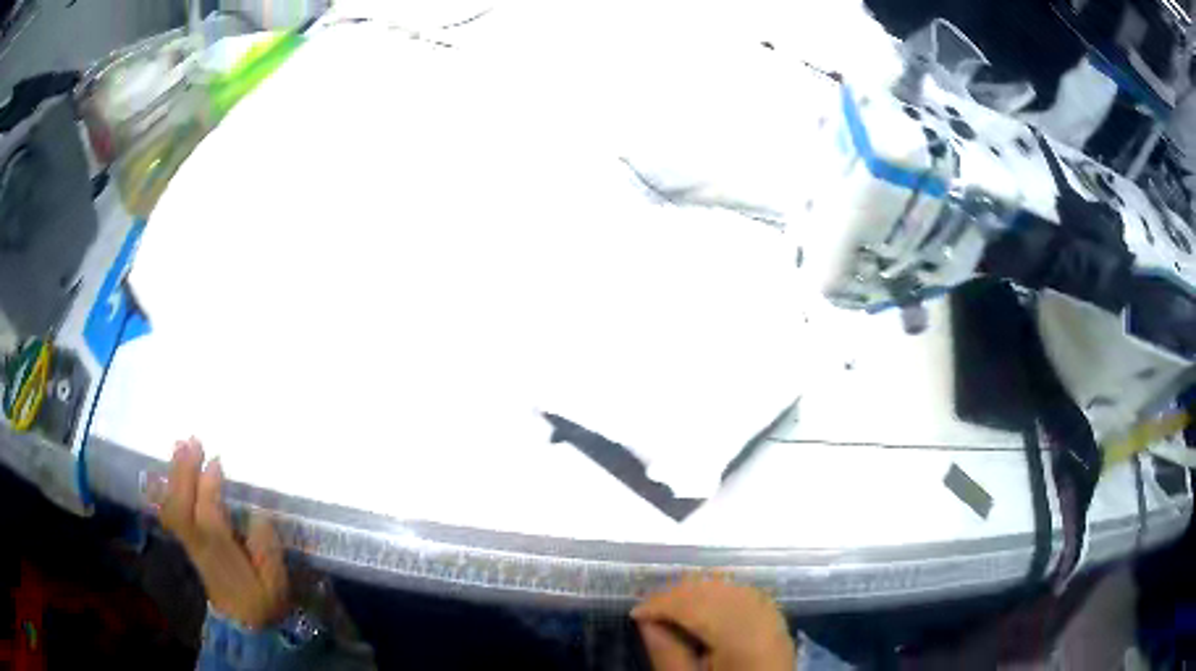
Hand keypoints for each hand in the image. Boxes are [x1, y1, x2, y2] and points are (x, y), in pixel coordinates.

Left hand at [154, 437, 288, 629]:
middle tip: (192, 441)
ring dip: (174, 474)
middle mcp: (199, 544)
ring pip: (172, 505)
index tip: (216, 460)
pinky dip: (166, 489)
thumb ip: (267, 551)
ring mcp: (190, 543)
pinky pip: (169, 511)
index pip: (208, 515)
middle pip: (182, 505)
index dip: (209, 487)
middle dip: (184, 471)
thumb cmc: (262, 603)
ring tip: (180, 445)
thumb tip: (258, 515)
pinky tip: (171, 471)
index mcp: (222, 555)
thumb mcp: (275, 585)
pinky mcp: (187, 542)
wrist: (243, 626)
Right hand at [632, 574, 795, 670]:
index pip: (699, 606)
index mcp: (744, 640)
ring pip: (734, 588)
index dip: (663, 604)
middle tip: (648, 609)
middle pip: (719, 591)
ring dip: (699, 592)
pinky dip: (722, 596)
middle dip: (679, 593)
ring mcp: (777, 621)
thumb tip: (646, 621)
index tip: (634, 614)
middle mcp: (766, 621)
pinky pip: (748, 597)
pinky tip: (702, 608)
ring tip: (670, 608)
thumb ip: (668, 655)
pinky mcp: (779, 625)